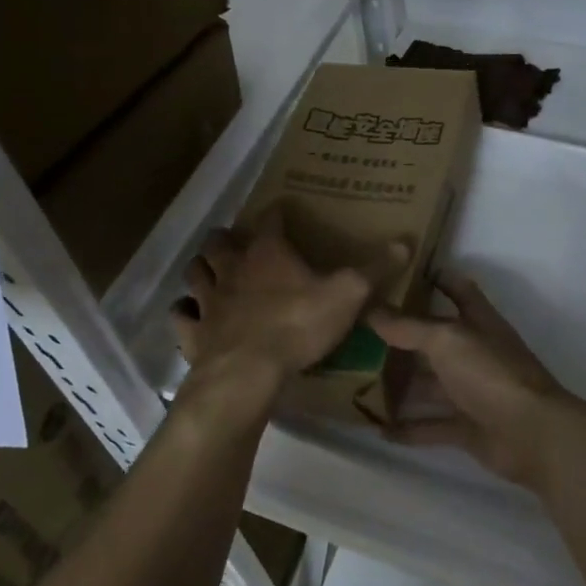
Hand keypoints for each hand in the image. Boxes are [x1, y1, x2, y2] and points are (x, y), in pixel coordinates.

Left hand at [171, 209, 405, 403]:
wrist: (247, 373)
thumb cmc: (297, 325)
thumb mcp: (347, 295)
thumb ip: (374, 269)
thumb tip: (405, 241)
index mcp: (268, 253)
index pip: (270, 219)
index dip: (276, 213)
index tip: (282, 212)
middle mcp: (232, 268)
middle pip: (219, 242)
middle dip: (225, 239)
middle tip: (236, 244)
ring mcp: (208, 300)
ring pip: (195, 273)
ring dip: (201, 269)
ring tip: (210, 272)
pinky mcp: (193, 332)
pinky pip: (180, 316)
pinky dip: (184, 312)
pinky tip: (190, 315)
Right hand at [368, 275, 578, 489]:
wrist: (532, 434)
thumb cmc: (491, 372)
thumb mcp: (447, 340)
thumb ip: (408, 326)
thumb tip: (370, 309)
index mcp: (477, 321)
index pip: (458, 289)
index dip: (436, 277)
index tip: (402, 271)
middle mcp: (475, 352)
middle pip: (436, 339)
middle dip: (403, 335)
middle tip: (361, 331)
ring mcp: (472, 391)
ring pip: (429, 384)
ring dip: (400, 384)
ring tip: (358, 381)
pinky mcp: (468, 426)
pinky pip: (432, 425)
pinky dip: (408, 428)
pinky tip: (377, 430)